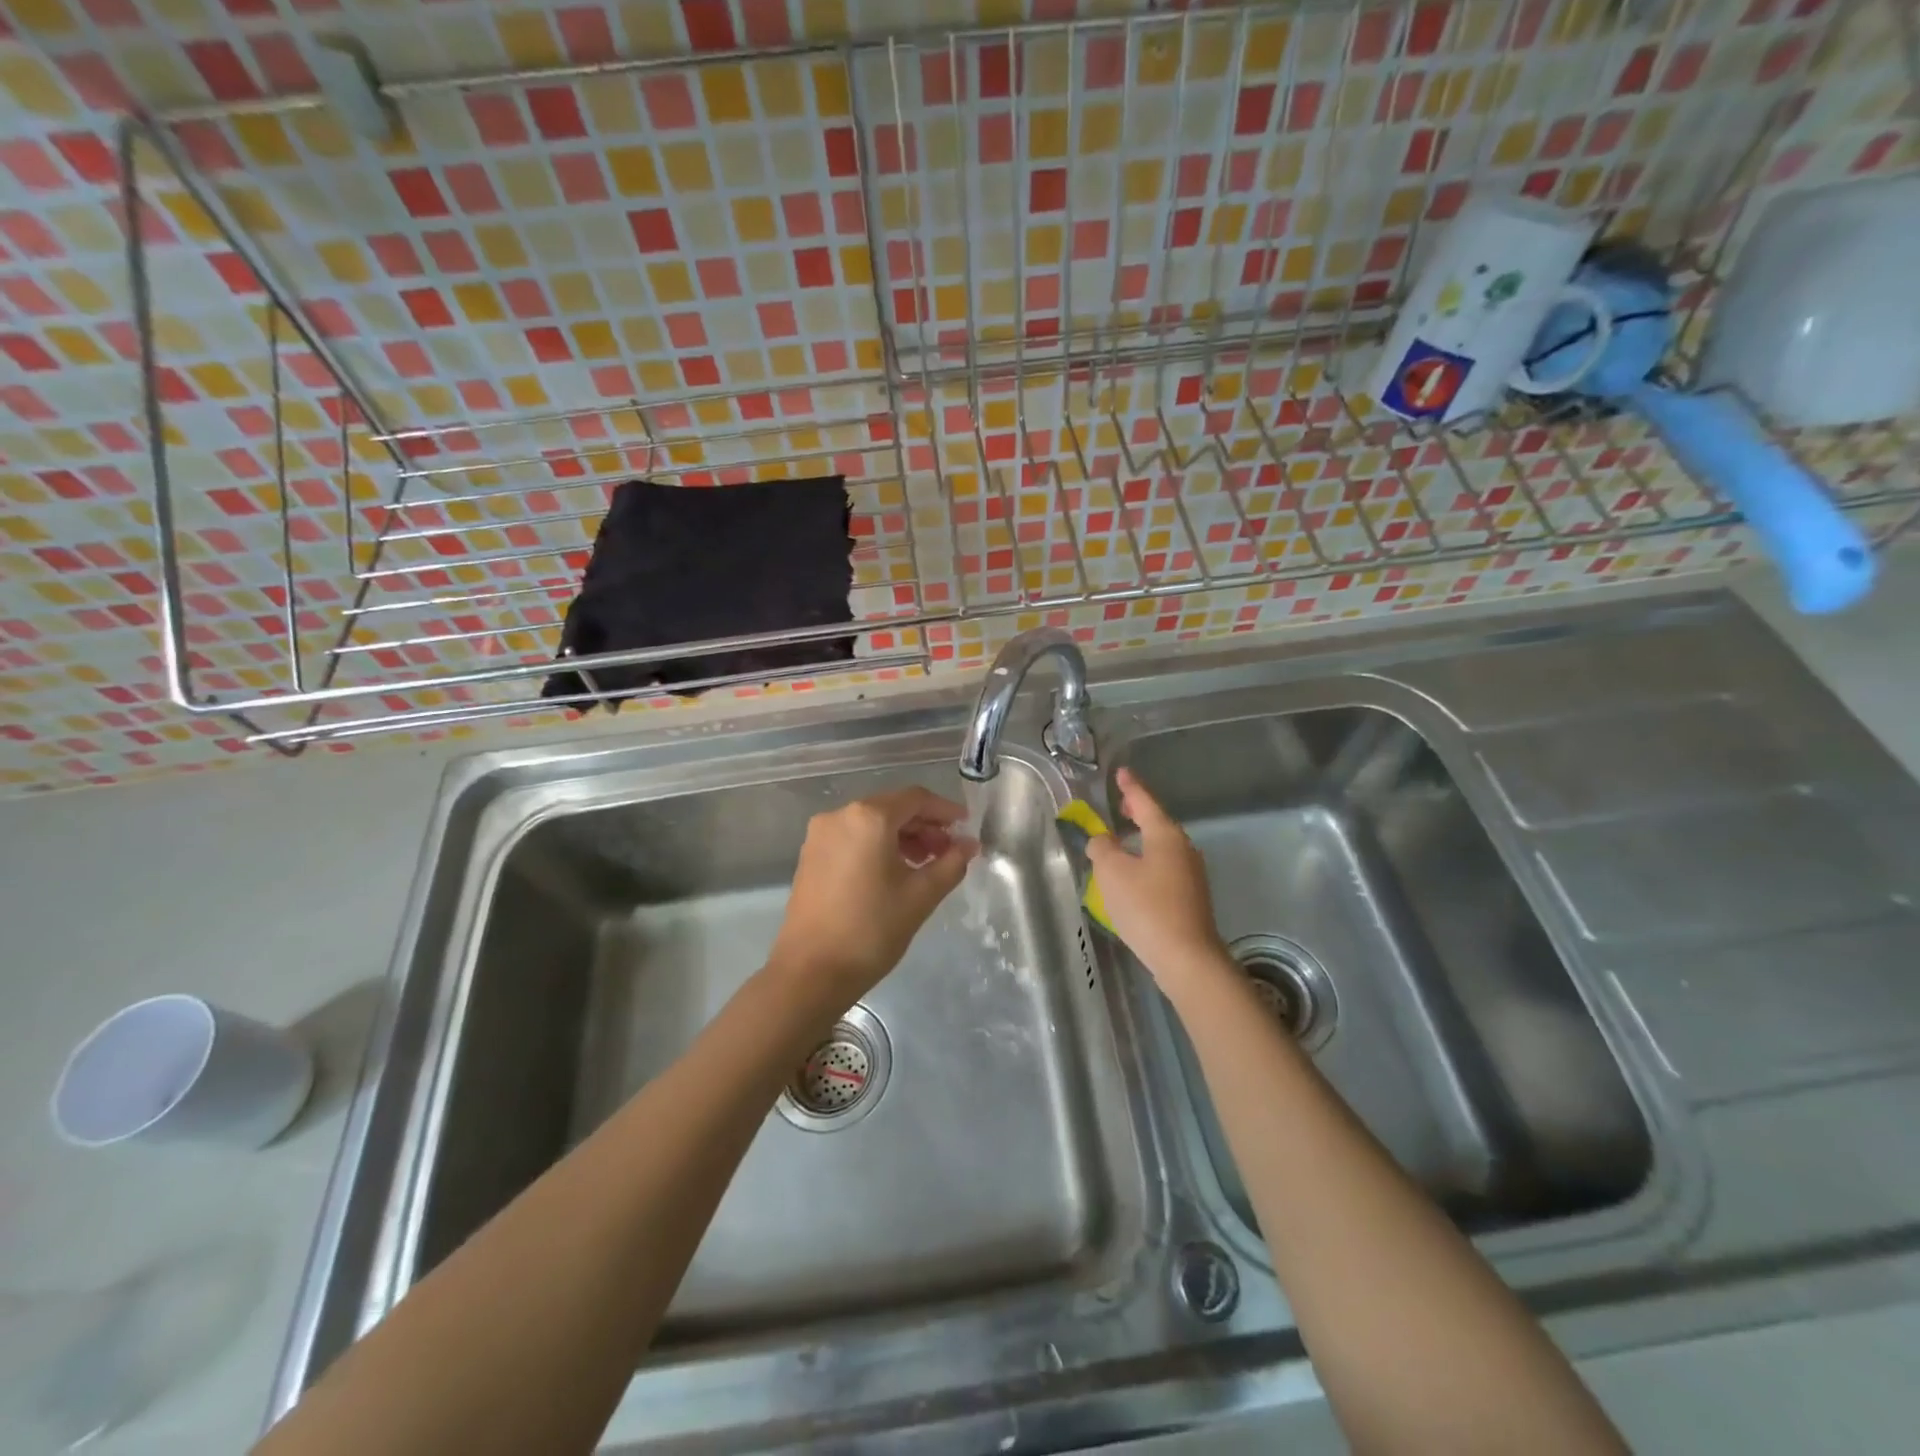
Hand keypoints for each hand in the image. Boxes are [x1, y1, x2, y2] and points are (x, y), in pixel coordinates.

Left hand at [767, 787, 977, 1007]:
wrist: (811, 972)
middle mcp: (840, 815)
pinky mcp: (810, 855)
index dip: (945, 810)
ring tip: (925, 864)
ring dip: (902, 837)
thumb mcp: (921, 895)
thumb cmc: (872, 929)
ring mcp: (820, 835)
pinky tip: (894, 871)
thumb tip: (969, 844)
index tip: (966, 827)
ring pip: (871, 823)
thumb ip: (951, 863)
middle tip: (949, 851)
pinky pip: (853, 838)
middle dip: (924, 826)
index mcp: (869, 817)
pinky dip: (877, 846)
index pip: (916, 799)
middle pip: (892, 807)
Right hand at [1085, 768, 1231, 994]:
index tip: (1122, 773)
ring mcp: (1191, 874)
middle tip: (1121, 804)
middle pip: (1158, 823)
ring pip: (1162, 846)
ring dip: (1143, 838)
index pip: (1145, 802)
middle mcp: (1184, 849)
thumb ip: (1102, 849)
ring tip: (1123, 838)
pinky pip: (1165, 867)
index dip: (1131, 787)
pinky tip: (1136, 873)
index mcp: (1166, 835)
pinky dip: (1148, 860)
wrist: (1186, 957)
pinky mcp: (1191, 897)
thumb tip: (1103, 840)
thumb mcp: (1112, 873)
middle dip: (1138, 812)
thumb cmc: (1146, 907)